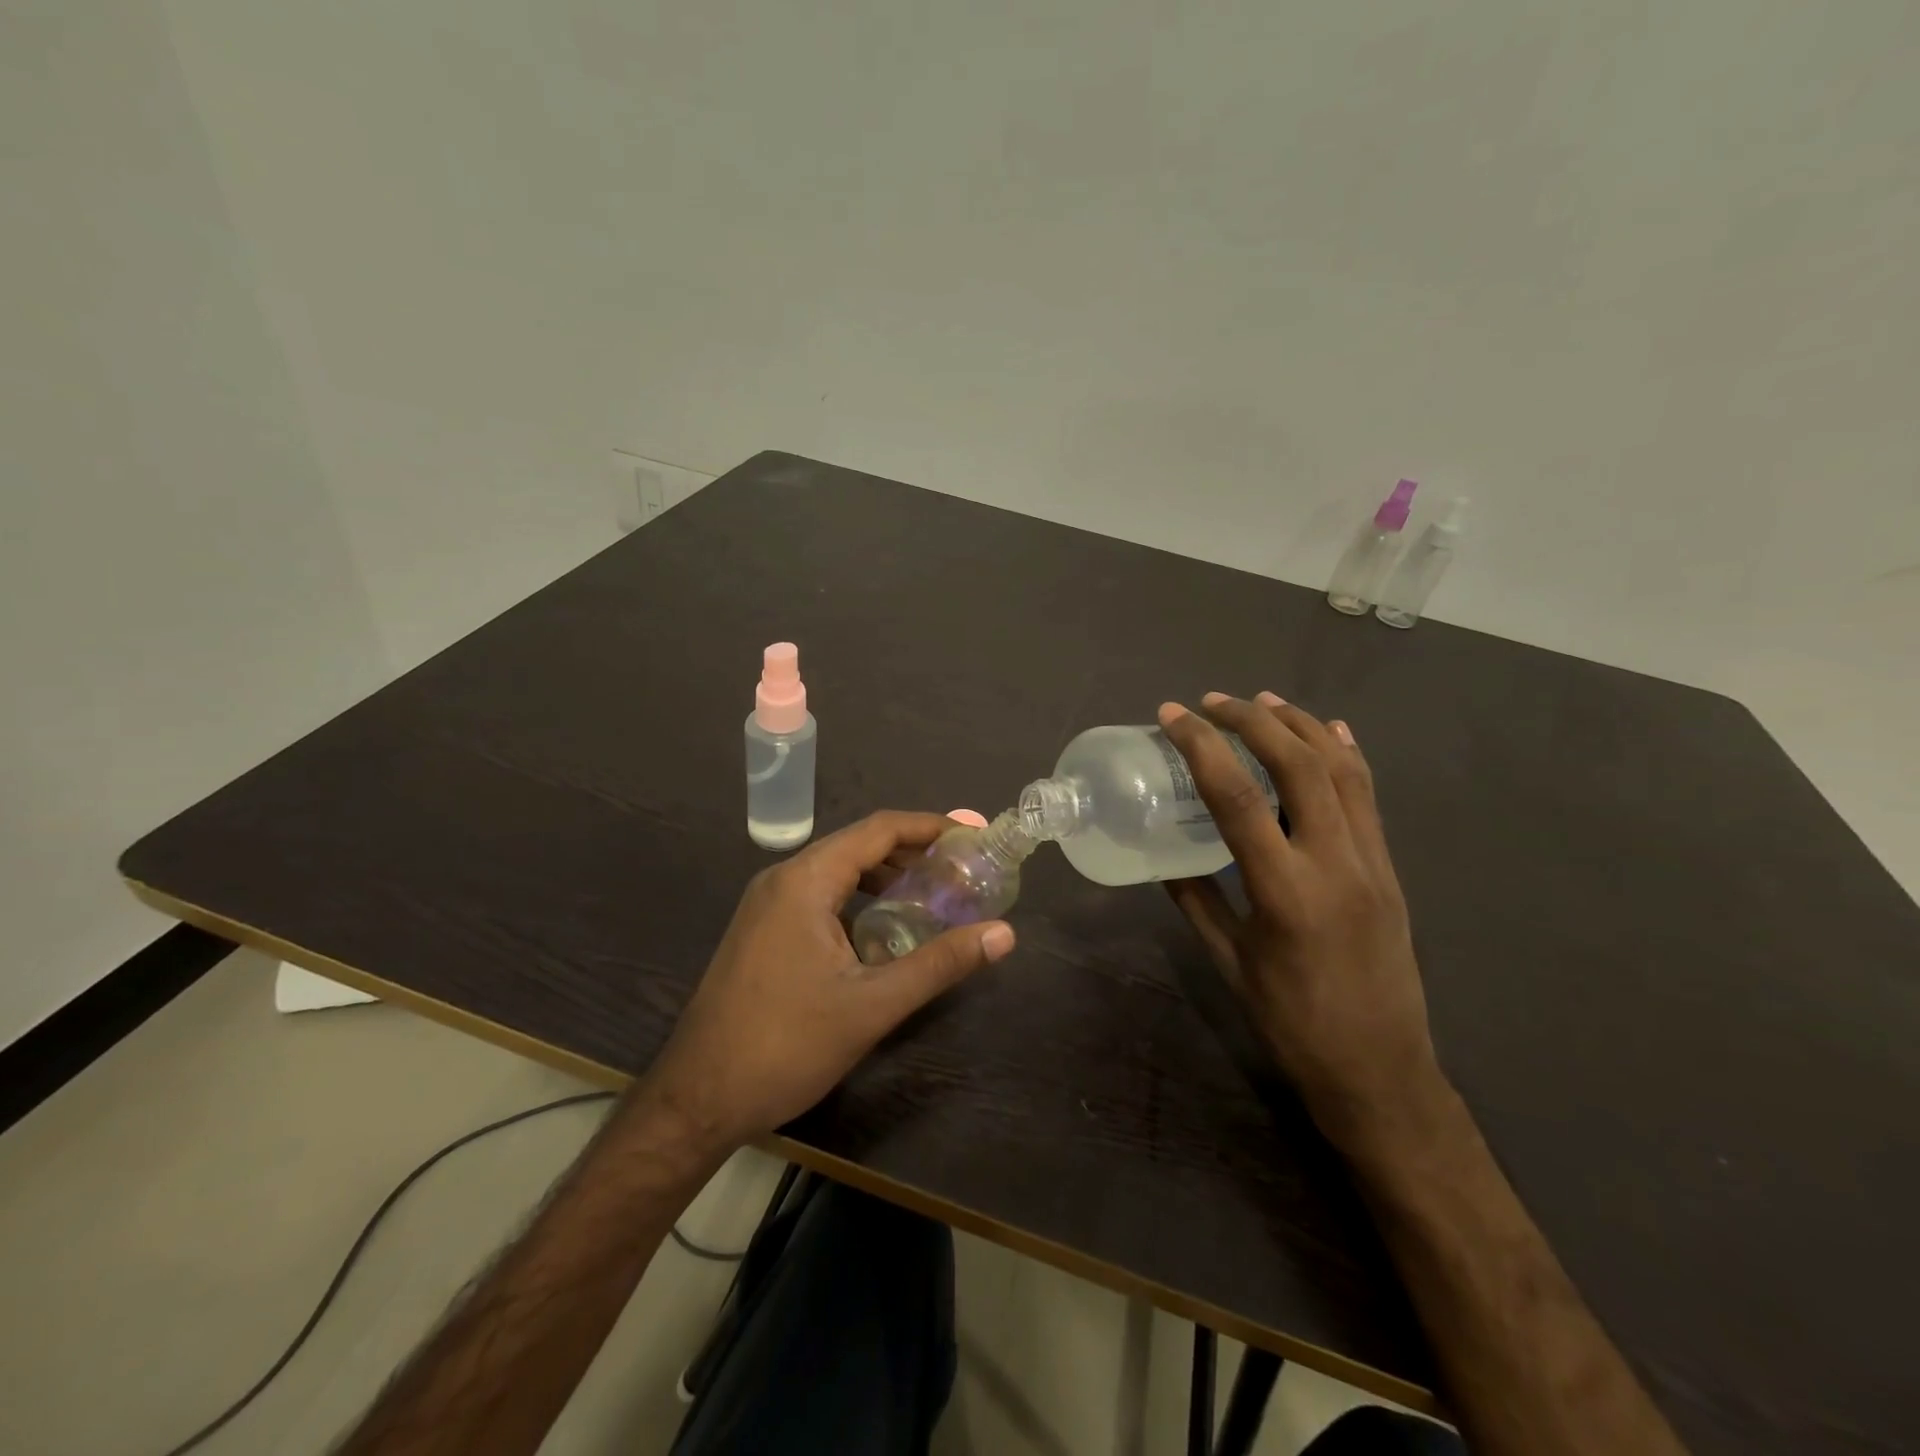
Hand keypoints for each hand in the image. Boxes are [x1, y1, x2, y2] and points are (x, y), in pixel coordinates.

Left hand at [641, 811, 1015, 1150]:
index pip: (879, 830)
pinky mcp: (762, 929)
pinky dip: (859, 897)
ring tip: (933, 892)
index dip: (930, 827)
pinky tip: (884, 925)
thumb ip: (939, 963)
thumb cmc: (785, 1045)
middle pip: (859, 844)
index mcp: (805, 880)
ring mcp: (767, 904)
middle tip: (962, 868)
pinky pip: (820, 894)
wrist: (698, 1098)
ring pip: (838, 870)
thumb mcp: (872, 1005)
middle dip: (913, 851)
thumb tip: (1004, 934)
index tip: (973, 836)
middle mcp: (783, 878)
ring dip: (886, 874)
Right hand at [1158, 693, 1442, 1147]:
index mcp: (1285, 890)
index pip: (1238, 796)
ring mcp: (1372, 862)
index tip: (1173, 716)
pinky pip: (1369, 797)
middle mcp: (1336, 862)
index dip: (1202, 746)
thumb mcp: (1230, 960)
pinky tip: (1329, 732)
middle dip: (1252, 720)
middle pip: (1298, 765)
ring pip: (1342, 770)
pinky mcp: (1390, 869)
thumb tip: (1165, 857)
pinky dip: (1345, 755)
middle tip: (1212, 701)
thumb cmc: (1292, 1022)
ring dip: (1300, 725)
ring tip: (1264, 701)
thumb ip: (1196, 899)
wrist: (1381, 1071)